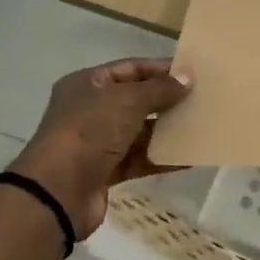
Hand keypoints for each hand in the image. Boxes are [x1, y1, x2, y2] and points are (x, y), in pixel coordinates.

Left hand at [8, 58, 191, 238]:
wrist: (58, 191)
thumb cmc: (90, 131)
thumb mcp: (128, 101)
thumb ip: (160, 89)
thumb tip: (188, 78)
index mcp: (88, 84)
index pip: (130, 68)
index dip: (160, 69)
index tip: (192, 73)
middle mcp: (90, 109)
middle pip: (135, 99)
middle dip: (166, 100)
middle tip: (201, 99)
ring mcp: (96, 142)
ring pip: (139, 130)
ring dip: (166, 129)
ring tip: (199, 126)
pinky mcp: (105, 171)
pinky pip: (139, 159)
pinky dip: (161, 158)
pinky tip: (188, 157)